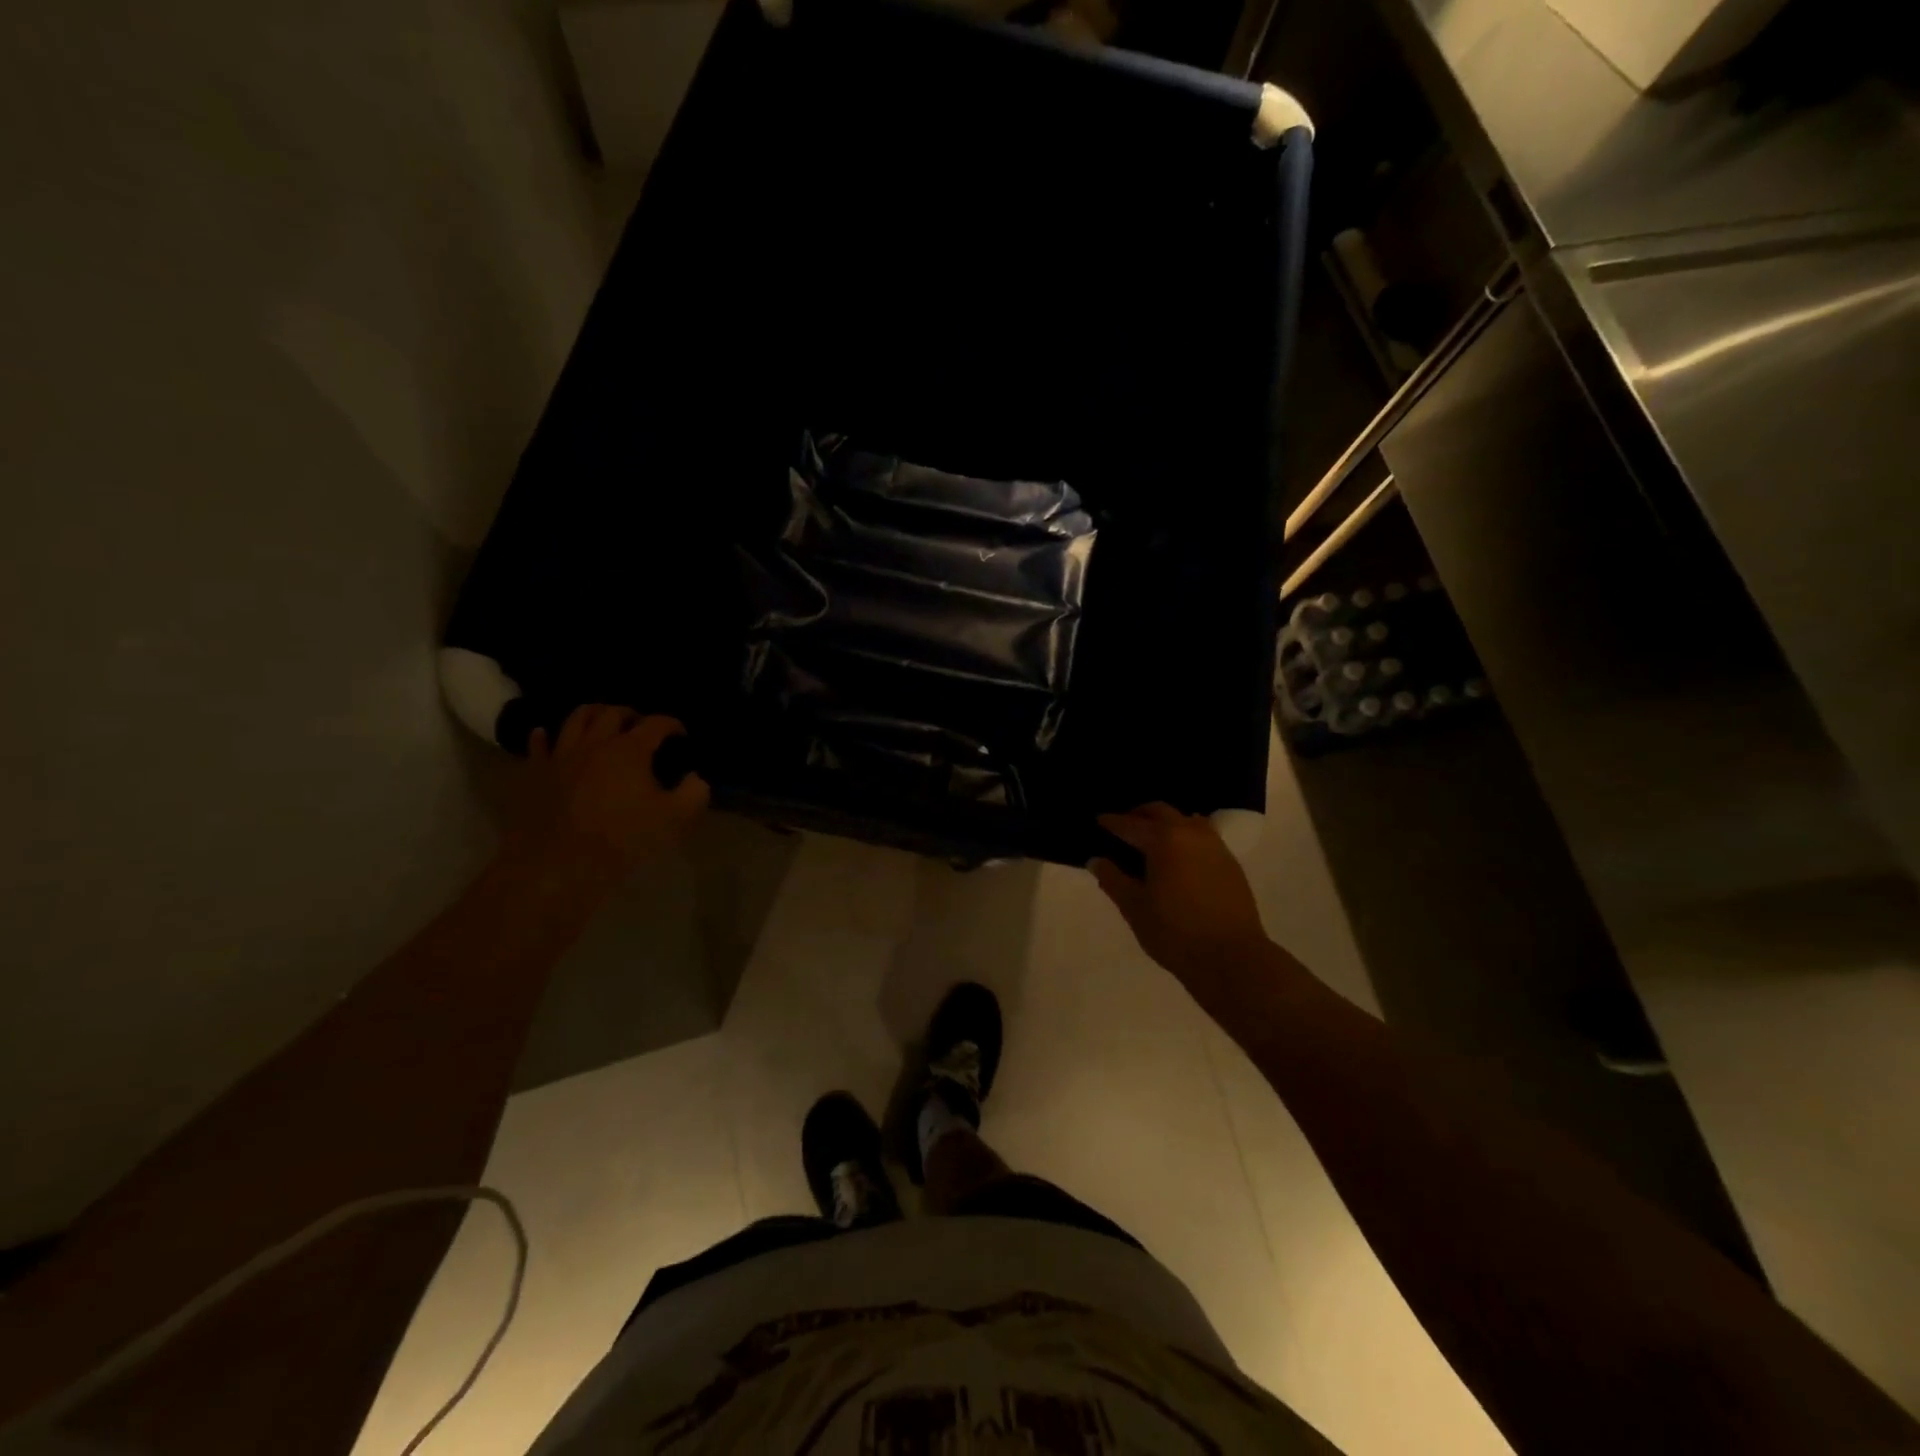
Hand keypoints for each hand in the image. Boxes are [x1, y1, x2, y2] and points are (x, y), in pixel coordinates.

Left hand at [516, 706, 709, 870]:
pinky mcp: (536, 773)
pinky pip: (538, 746)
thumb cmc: (622, 838)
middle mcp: (595, 743)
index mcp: (630, 750)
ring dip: (592, 714)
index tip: (680, 734)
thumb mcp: (673, 819)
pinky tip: (544, 734)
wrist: (561, 863)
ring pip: (575, 720)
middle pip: (612, 713)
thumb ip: (693, 794)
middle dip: (630, 714)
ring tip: (601, 720)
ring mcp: (561, 756)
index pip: (655, 724)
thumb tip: (696, 778)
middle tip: (640, 724)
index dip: (671, 724)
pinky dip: (543, 736)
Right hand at [1091, 804, 1269, 992]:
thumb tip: (1096, 860)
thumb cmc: (1175, 932)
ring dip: (1166, 822)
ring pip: (1186, 820)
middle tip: (1124, 824)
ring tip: (1152, 838)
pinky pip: (1203, 836)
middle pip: (1161, 812)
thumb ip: (1113, 880)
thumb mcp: (1134, 908)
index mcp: (1164, 840)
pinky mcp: (1230, 863)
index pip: (1131, 824)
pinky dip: (1185, 836)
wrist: (1232, 957)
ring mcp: (1215, 846)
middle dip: (1140, 814)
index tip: (1099, 820)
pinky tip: (1179, 855)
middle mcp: (1191, 833)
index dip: (1112, 822)